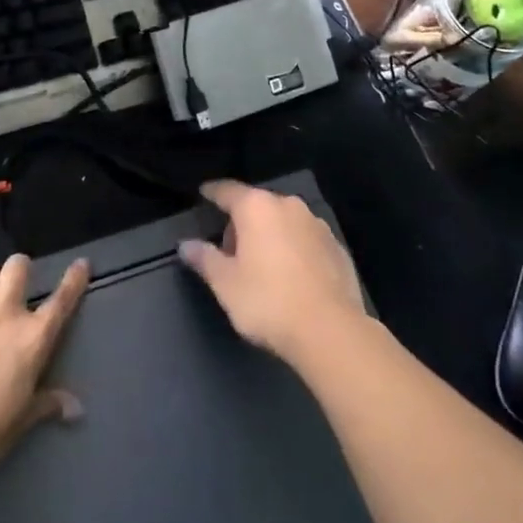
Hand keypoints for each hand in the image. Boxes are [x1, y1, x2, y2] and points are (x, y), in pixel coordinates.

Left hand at [0, 255, 88, 488]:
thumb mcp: (15, 426)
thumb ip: (45, 405)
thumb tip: (77, 408)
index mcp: (31, 338)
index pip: (62, 300)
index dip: (74, 279)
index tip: (81, 264)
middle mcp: (3, 309)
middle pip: (19, 265)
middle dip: (18, 272)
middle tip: (10, 290)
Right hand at [178, 180, 366, 364]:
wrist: (331, 331)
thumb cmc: (268, 301)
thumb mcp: (226, 284)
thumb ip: (205, 258)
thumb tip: (186, 244)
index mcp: (256, 207)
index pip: (227, 190)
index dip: (213, 192)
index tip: (204, 193)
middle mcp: (288, 205)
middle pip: (257, 205)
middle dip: (243, 222)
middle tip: (232, 252)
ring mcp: (316, 224)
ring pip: (284, 221)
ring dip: (271, 234)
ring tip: (263, 267)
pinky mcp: (337, 247)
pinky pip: (306, 240)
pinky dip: (295, 250)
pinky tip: (293, 277)